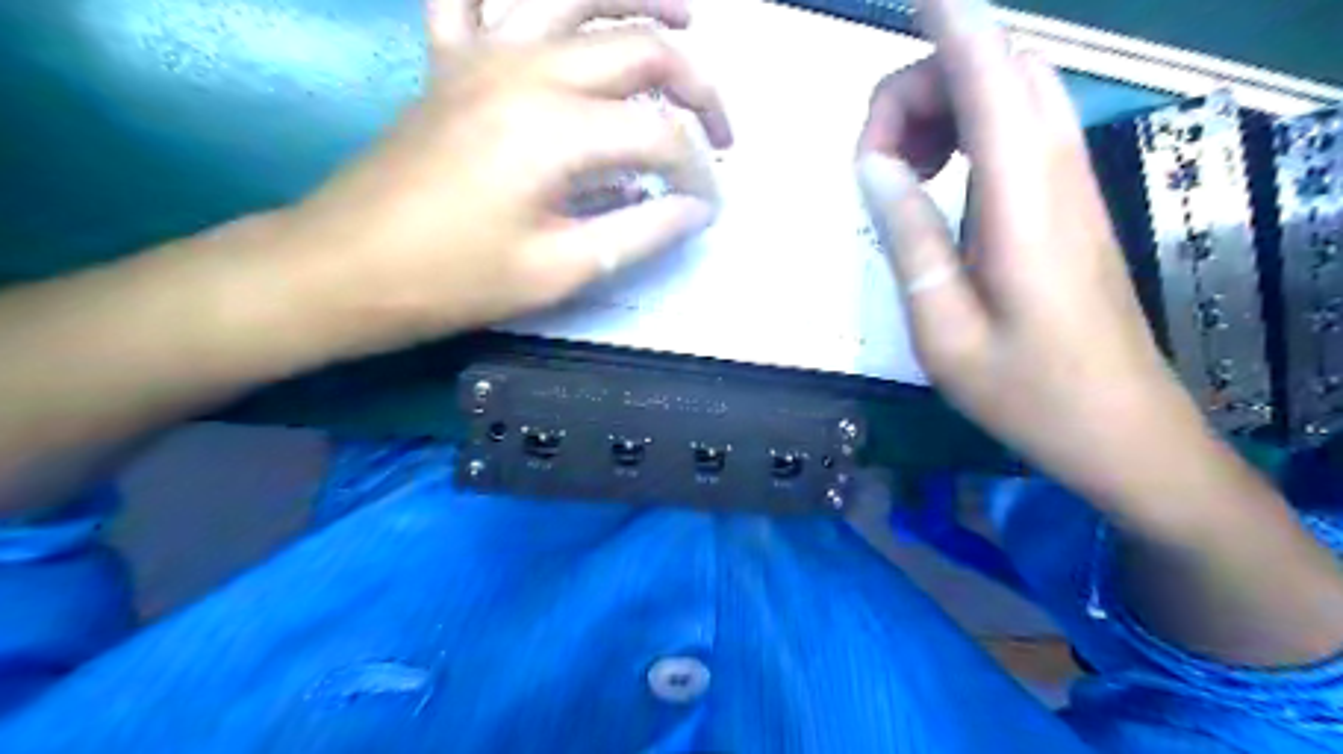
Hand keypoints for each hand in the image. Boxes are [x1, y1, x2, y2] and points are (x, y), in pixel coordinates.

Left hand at [280, 0, 730, 357]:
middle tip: (721, 133)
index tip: (709, 208)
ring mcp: (482, 53)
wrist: (347, 266)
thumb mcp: (559, 272)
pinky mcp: (450, 59)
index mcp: (557, 128)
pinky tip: (544, 10)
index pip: (661, 135)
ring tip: (685, 18)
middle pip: (639, 48)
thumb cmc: (454, 279)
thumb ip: (640, 233)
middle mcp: (527, 69)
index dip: (699, 173)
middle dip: (697, 88)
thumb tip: (695, 210)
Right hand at [860, 0, 1219, 505]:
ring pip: (1013, 94)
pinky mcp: (1072, 202)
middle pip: (1000, 68)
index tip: (907, 5)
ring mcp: (1072, 184)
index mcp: (1020, 201)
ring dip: (948, 104)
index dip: (950, 24)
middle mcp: (1055, 173)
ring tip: (903, 172)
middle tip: (878, 161)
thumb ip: (909, 237)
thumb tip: (874, 165)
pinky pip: (1022, 129)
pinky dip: (972, 128)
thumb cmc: (1026, 392)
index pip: (989, 74)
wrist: (1120, 428)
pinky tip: (941, 181)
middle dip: (927, 81)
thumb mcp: (943, 330)